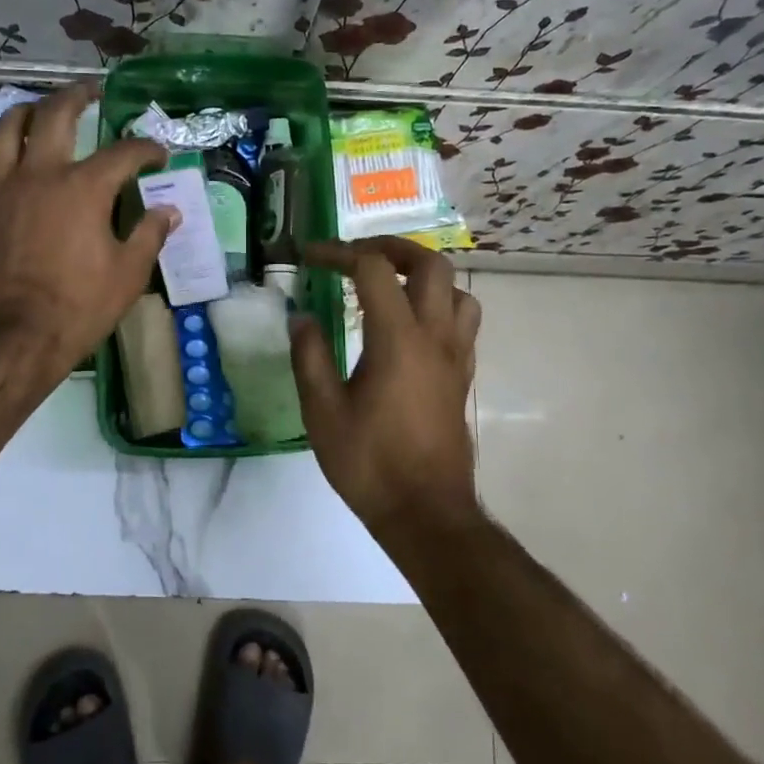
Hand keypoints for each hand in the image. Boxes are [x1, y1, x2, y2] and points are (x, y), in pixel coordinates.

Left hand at [0, 84, 175, 378]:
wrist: (18, 337)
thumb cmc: (80, 306)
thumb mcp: (129, 273)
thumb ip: (150, 234)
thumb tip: (169, 211)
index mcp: (83, 188)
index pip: (122, 153)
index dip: (146, 148)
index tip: (158, 153)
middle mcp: (40, 176)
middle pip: (55, 116)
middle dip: (77, 96)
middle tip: (91, 91)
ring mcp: (2, 192)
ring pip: (4, 133)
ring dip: (23, 113)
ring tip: (37, 109)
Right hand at [290, 236, 481, 535]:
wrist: (426, 514)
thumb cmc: (370, 464)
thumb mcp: (322, 412)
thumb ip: (309, 357)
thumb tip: (301, 316)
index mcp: (398, 340)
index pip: (373, 270)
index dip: (339, 253)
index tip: (310, 257)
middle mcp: (435, 337)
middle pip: (430, 264)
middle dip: (391, 249)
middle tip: (356, 257)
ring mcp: (456, 356)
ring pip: (457, 290)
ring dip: (423, 275)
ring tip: (389, 286)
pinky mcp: (462, 376)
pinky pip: (462, 321)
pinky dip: (438, 304)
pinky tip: (410, 326)